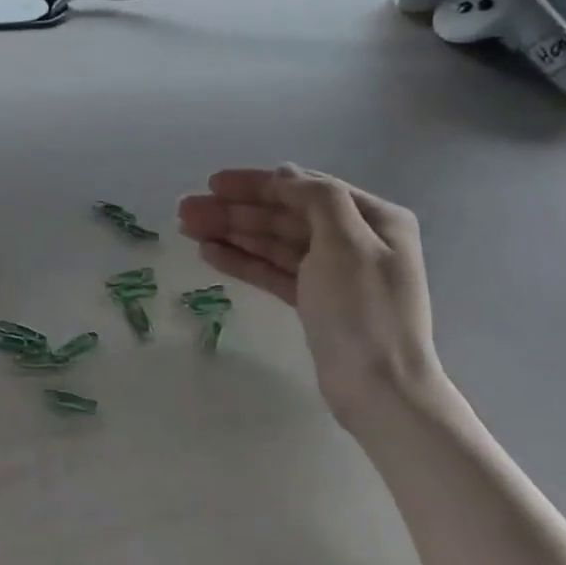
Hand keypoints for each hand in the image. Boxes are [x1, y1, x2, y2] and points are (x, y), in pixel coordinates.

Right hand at [177, 166, 440, 424]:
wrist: (380, 389)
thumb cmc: (363, 310)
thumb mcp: (346, 242)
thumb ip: (316, 199)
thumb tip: (284, 174)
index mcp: (372, 219)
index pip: (304, 189)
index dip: (256, 184)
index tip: (213, 183)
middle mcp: (354, 239)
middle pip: (284, 215)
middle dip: (235, 210)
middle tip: (185, 209)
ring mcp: (333, 272)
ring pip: (273, 243)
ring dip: (232, 232)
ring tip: (187, 228)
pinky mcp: (315, 302)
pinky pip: (274, 271)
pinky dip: (243, 260)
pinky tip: (210, 253)